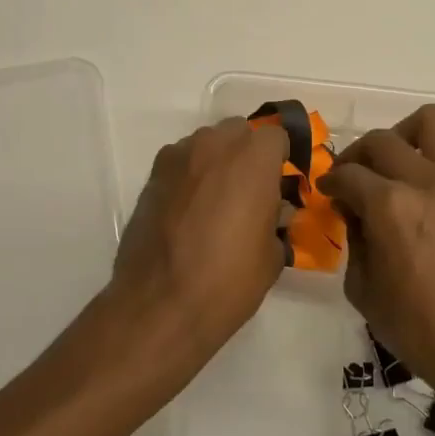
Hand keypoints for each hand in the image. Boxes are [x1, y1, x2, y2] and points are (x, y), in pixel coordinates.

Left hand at [106, 118, 289, 378]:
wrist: (160, 304)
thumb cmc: (228, 280)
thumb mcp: (272, 255)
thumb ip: (277, 221)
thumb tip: (273, 212)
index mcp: (253, 159)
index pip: (277, 136)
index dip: (281, 158)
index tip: (281, 184)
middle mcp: (215, 145)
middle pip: (239, 132)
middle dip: (247, 154)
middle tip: (250, 191)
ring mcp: (179, 156)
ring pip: (207, 143)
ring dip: (217, 161)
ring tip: (216, 202)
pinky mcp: (152, 175)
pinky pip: (181, 162)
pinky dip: (190, 176)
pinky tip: (188, 210)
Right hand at [320, 105, 434, 428]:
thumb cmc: (419, 329)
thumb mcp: (363, 290)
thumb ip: (353, 241)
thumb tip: (354, 213)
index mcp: (389, 206)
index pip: (348, 174)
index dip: (330, 181)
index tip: (326, 191)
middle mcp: (424, 181)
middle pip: (381, 141)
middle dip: (357, 156)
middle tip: (351, 179)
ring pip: (429, 123)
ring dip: (403, 136)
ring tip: (393, 165)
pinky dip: (433, 152)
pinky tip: (422, 183)